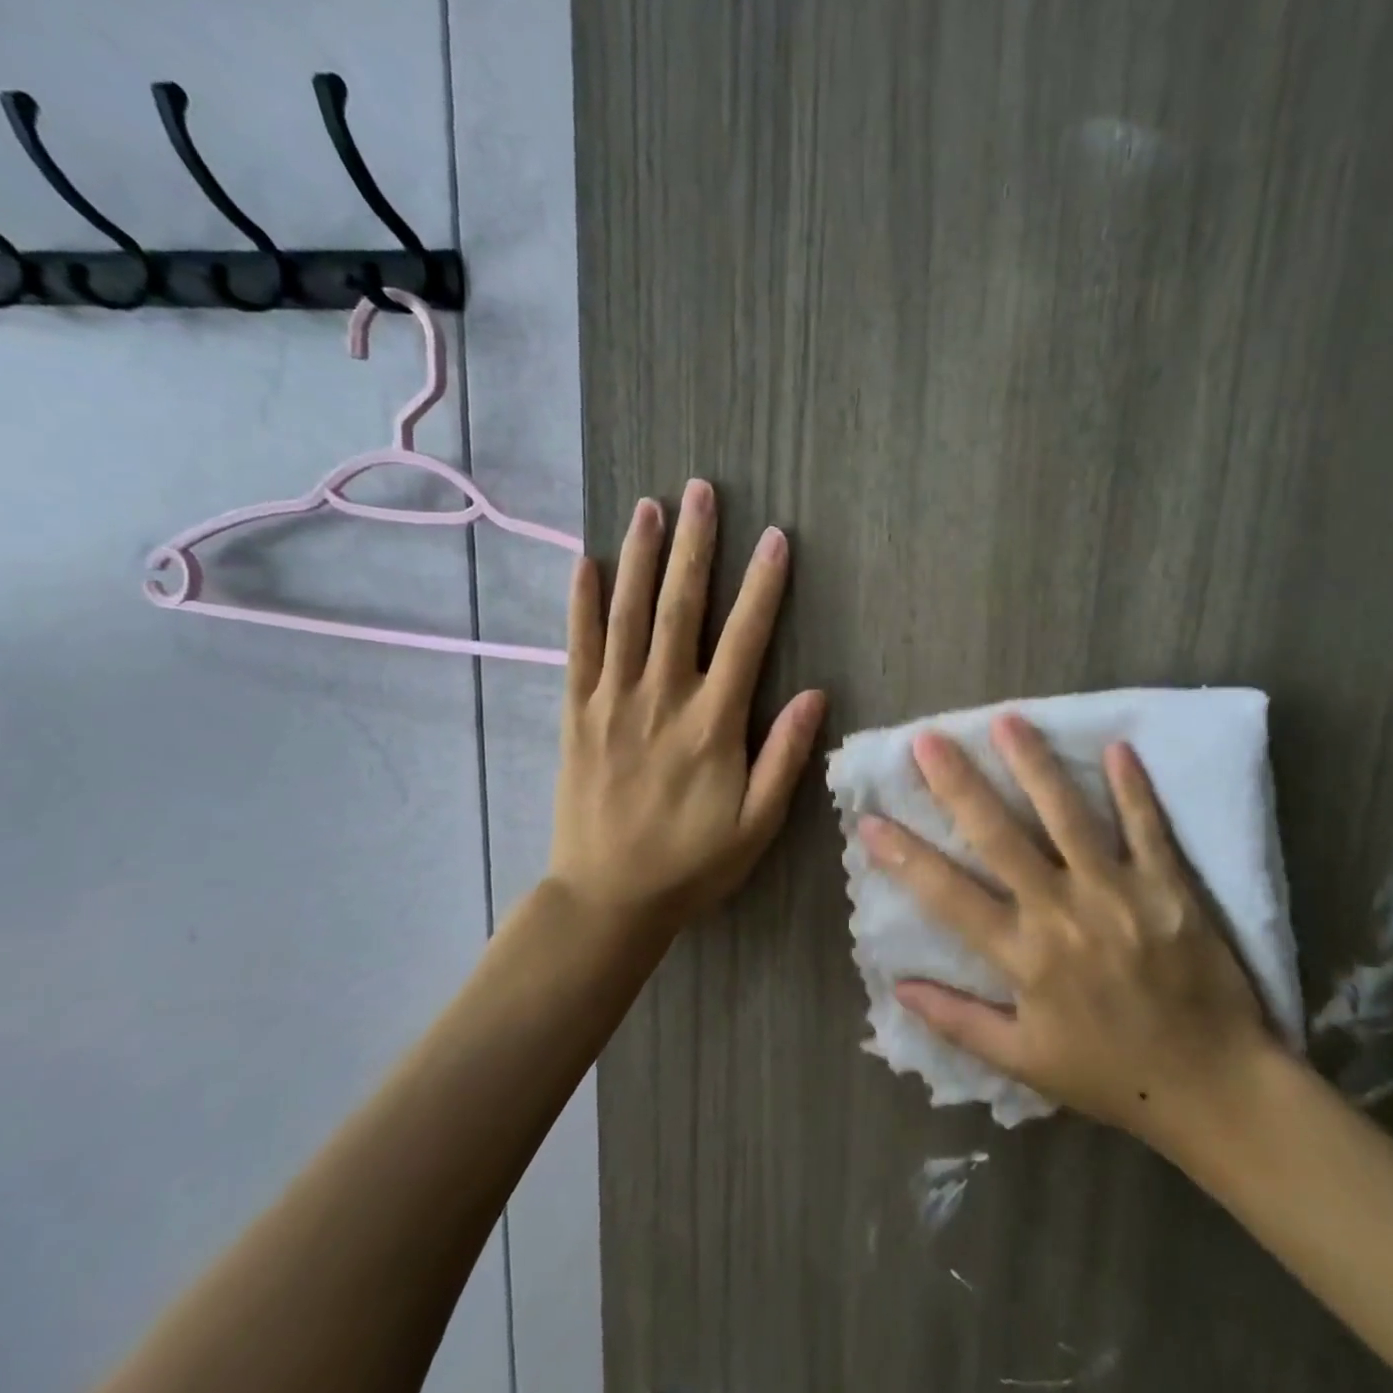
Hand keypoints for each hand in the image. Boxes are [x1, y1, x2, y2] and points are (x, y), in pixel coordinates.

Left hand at [547, 480, 825, 932]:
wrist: (606, 900)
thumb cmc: (692, 863)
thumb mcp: (758, 825)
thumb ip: (785, 757)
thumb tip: (816, 694)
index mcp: (713, 724)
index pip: (745, 638)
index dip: (763, 585)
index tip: (774, 537)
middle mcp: (662, 699)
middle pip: (681, 608)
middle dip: (694, 547)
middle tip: (701, 492)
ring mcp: (613, 703)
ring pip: (628, 616)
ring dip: (641, 558)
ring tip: (650, 507)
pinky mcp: (577, 715)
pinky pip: (578, 650)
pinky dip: (582, 604)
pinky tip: (586, 562)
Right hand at [860, 715, 1275, 1137]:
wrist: (1216, 1089)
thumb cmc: (1112, 1075)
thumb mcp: (1025, 1062)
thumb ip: (958, 1022)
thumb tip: (897, 987)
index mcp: (1024, 958)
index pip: (948, 896)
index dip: (904, 857)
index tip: (869, 820)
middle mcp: (1063, 915)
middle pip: (1000, 838)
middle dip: (958, 785)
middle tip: (928, 739)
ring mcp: (1119, 894)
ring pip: (1068, 818)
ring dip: (1035, 765)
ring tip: (1007, 719)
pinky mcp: (1170, 887)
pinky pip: (1147, 828)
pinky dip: (1133, 788)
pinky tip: (1117, 746)